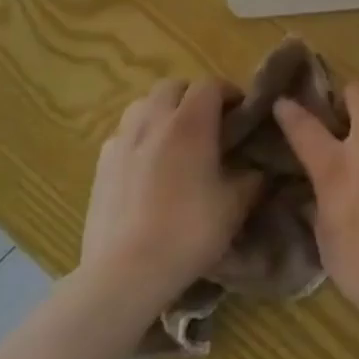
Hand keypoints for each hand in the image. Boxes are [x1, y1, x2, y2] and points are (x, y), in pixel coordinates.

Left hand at [82, 79, 261, 299]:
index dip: (229, 94)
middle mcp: (154, 121)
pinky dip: (140, 137)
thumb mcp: (236, 205)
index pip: (211, 85)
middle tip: (209, 125)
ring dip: (163, 112)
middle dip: (193, 97)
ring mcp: (122, 141)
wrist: (125, 273)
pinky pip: (124, 134)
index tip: (241, 116)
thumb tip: (258, 168)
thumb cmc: (188, 232)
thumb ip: (252, 178)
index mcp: (191, 123)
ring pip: (144, 105)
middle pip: (173, 87)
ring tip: (175, 140)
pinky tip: (147, 166)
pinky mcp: (100, 165)